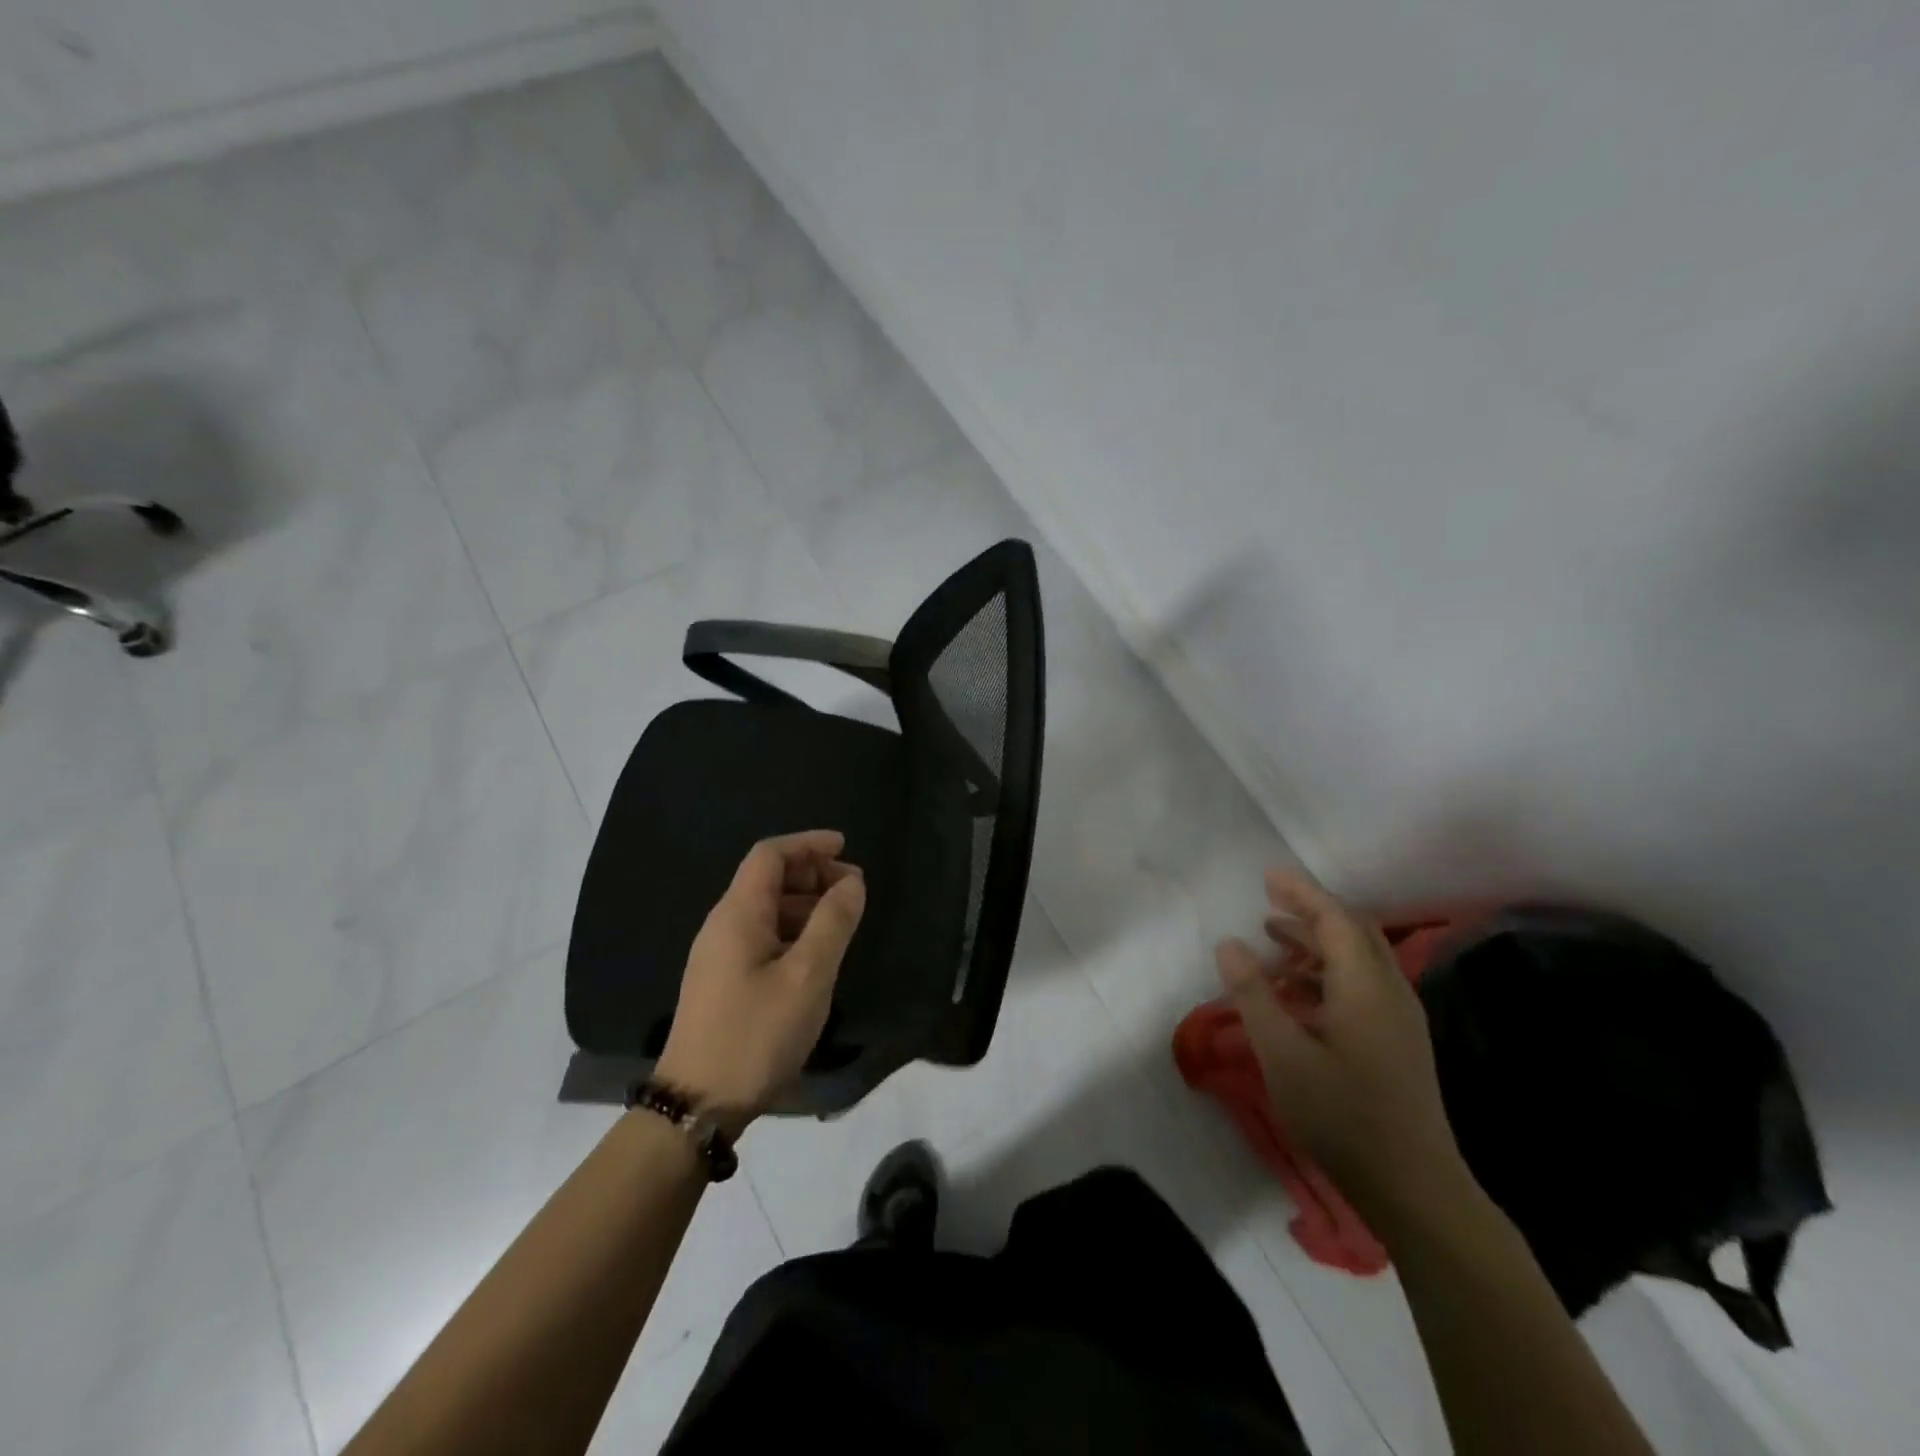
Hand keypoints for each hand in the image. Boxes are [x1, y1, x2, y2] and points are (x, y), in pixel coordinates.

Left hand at [656, 830, 865, 1129]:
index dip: (808, 844)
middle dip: (812, 874)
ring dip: (806, 904)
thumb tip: (852, 882)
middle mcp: (723, 926)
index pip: (770, 855)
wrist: (697, 1106)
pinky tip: (818, 954)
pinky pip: (763, 937)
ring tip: (843, 920)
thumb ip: (833, 923)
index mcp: (738, 914)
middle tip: (854, 889)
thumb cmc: (756, 1034)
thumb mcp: (807, 976)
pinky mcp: (723, 983)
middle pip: (768, 879)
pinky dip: (794, 931)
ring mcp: (719, 956)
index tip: (845, 847)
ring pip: (767, 911)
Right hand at [1215, 869, 1469, 1223]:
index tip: (1269, 876)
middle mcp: (1389, 991)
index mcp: (1365, 987)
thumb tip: (1229, 944)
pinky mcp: (1398, 1041)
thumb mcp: (1282, 1054)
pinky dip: (1328, 971)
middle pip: (1353, 931)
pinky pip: (1362, 984)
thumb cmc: (1342, 1115)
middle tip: (1268, 900)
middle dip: (1311, 910)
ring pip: (1359, 959)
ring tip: (1272, 938)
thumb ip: (1253, 994)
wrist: (1414, 1187)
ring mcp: (1399, 1018)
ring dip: (1317, 941)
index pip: (1335, 920)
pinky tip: (1297, 990)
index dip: (1301, 893)